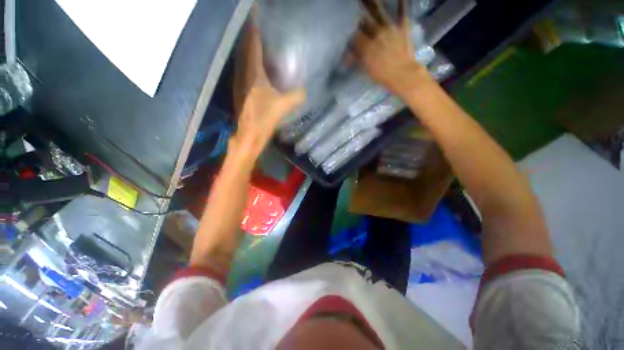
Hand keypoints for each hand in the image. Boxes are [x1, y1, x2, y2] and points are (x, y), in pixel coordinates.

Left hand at [231, 16, 305, 159]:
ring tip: (263, 43)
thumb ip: (296, 96)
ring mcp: (239, 82)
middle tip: (265, 28)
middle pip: (246, 47)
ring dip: (252, 49)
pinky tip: (260, 67)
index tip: (259, 14)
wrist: (248, 136)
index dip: (255, 27)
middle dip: (253, 35)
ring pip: (244, 59)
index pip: (252, 42)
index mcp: (252, 72)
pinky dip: (252, 63)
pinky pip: (245, 70)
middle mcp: (243, 73)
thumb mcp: (283, 106)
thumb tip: (306, 90)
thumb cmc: (263, 119)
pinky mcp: (240, 91)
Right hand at [351, 0, 428, 94]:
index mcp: (367, 46)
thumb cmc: (383, 76)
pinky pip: (402, 12)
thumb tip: (349, 54)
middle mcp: (377, 33)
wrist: (404, 75)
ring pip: (380, 11)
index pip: (355, 35)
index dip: (350, 32)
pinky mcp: (402, 27)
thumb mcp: (367, 70)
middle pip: (365, 19)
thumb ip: (358, 59)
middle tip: (356, 7)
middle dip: (359, 14)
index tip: (348, 31)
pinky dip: (401, 3)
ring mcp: (391, 28)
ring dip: (373, 3)